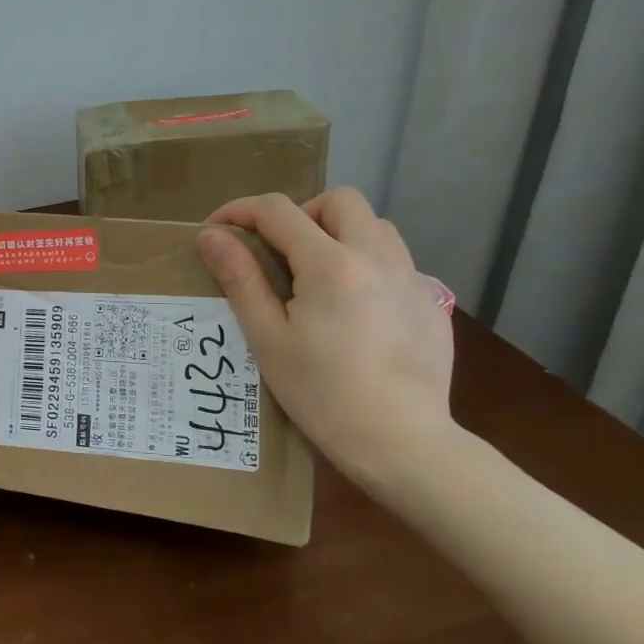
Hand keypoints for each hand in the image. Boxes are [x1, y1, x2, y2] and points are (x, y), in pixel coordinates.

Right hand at [196, 188, 454, 482]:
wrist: (402, 442)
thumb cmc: (322, 393)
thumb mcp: (267, 337)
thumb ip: (240, 278)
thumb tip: (211, 235)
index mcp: (330, 264)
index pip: (278, 210)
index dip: (240, 211)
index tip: (217, 230)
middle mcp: (376, 257)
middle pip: (338, 200)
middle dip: (300, 214)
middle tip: (278, 252)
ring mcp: (412, 278)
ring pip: (375, 226)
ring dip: (339, 233)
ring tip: (317, 276)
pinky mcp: (432, 303)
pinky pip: (397, 261)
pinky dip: (367, 265)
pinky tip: (355, 310)